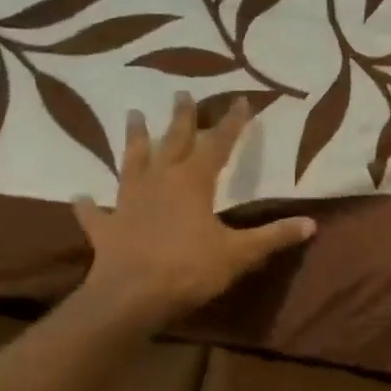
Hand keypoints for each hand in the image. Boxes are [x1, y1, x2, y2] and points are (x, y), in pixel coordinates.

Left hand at [74, 94, 314, 328]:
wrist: (130, 297)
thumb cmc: (189, 268)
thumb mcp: (240, 253)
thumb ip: (274, 236)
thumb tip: (311, 224)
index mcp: (193, 182)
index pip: (218, 144)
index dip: (232, 123)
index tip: (241, 100)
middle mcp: (160, 182)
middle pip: (173, 142)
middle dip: (181, 118)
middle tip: (181, 92)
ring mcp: (129, 203)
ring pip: (133, 163)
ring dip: (134, 140)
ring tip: (133, 115)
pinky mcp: (107, 228)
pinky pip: (95, 213)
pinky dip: (87, 205)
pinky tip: (79, 197)